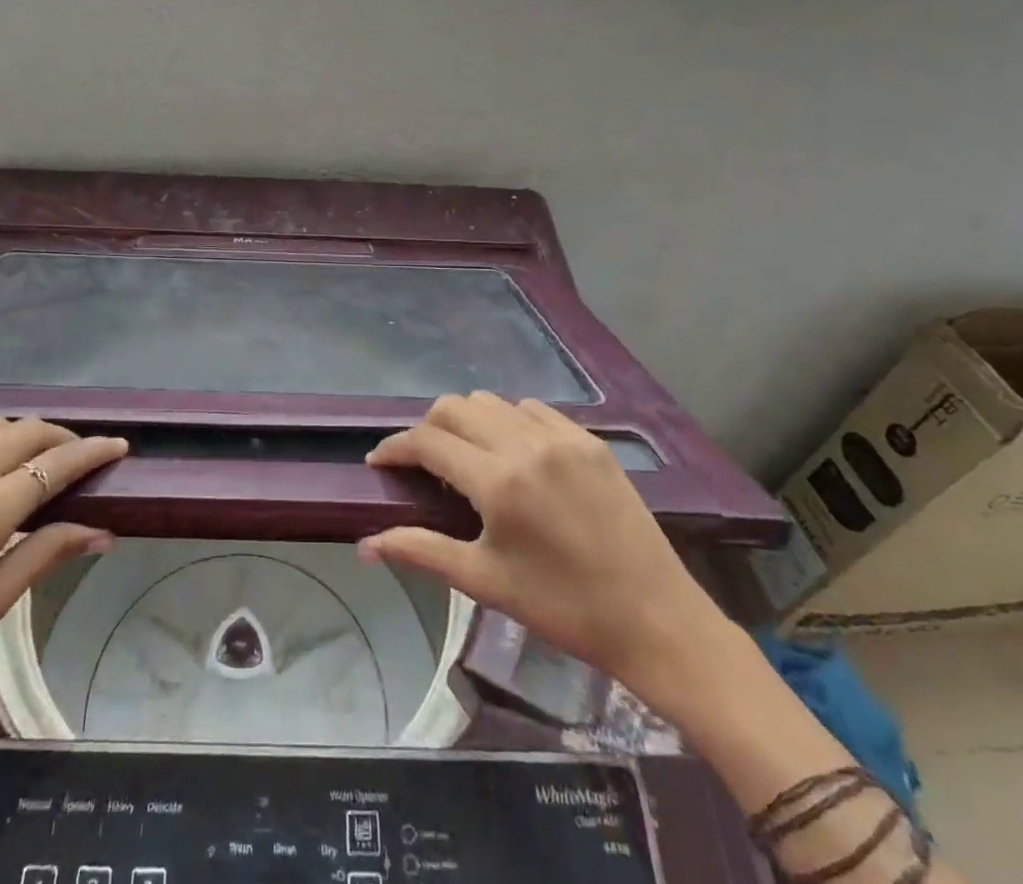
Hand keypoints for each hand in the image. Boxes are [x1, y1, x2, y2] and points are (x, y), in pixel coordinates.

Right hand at [362, 392, 740, 727]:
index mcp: (499, 483)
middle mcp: (527, 445)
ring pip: (492, 403)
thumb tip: (365, 546)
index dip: (395, 448)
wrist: (656, 619)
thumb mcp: (486, 582)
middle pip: (454, 407)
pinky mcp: (590, 440)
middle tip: (423, 463)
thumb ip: (421, 552)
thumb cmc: (564, 608)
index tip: (380, 463)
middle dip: (428, 429)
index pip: (428, 441)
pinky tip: (514, 453)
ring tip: (467, 457)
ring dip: (467, 422)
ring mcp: (563, 437)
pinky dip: (509, 421)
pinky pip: (533, 409)